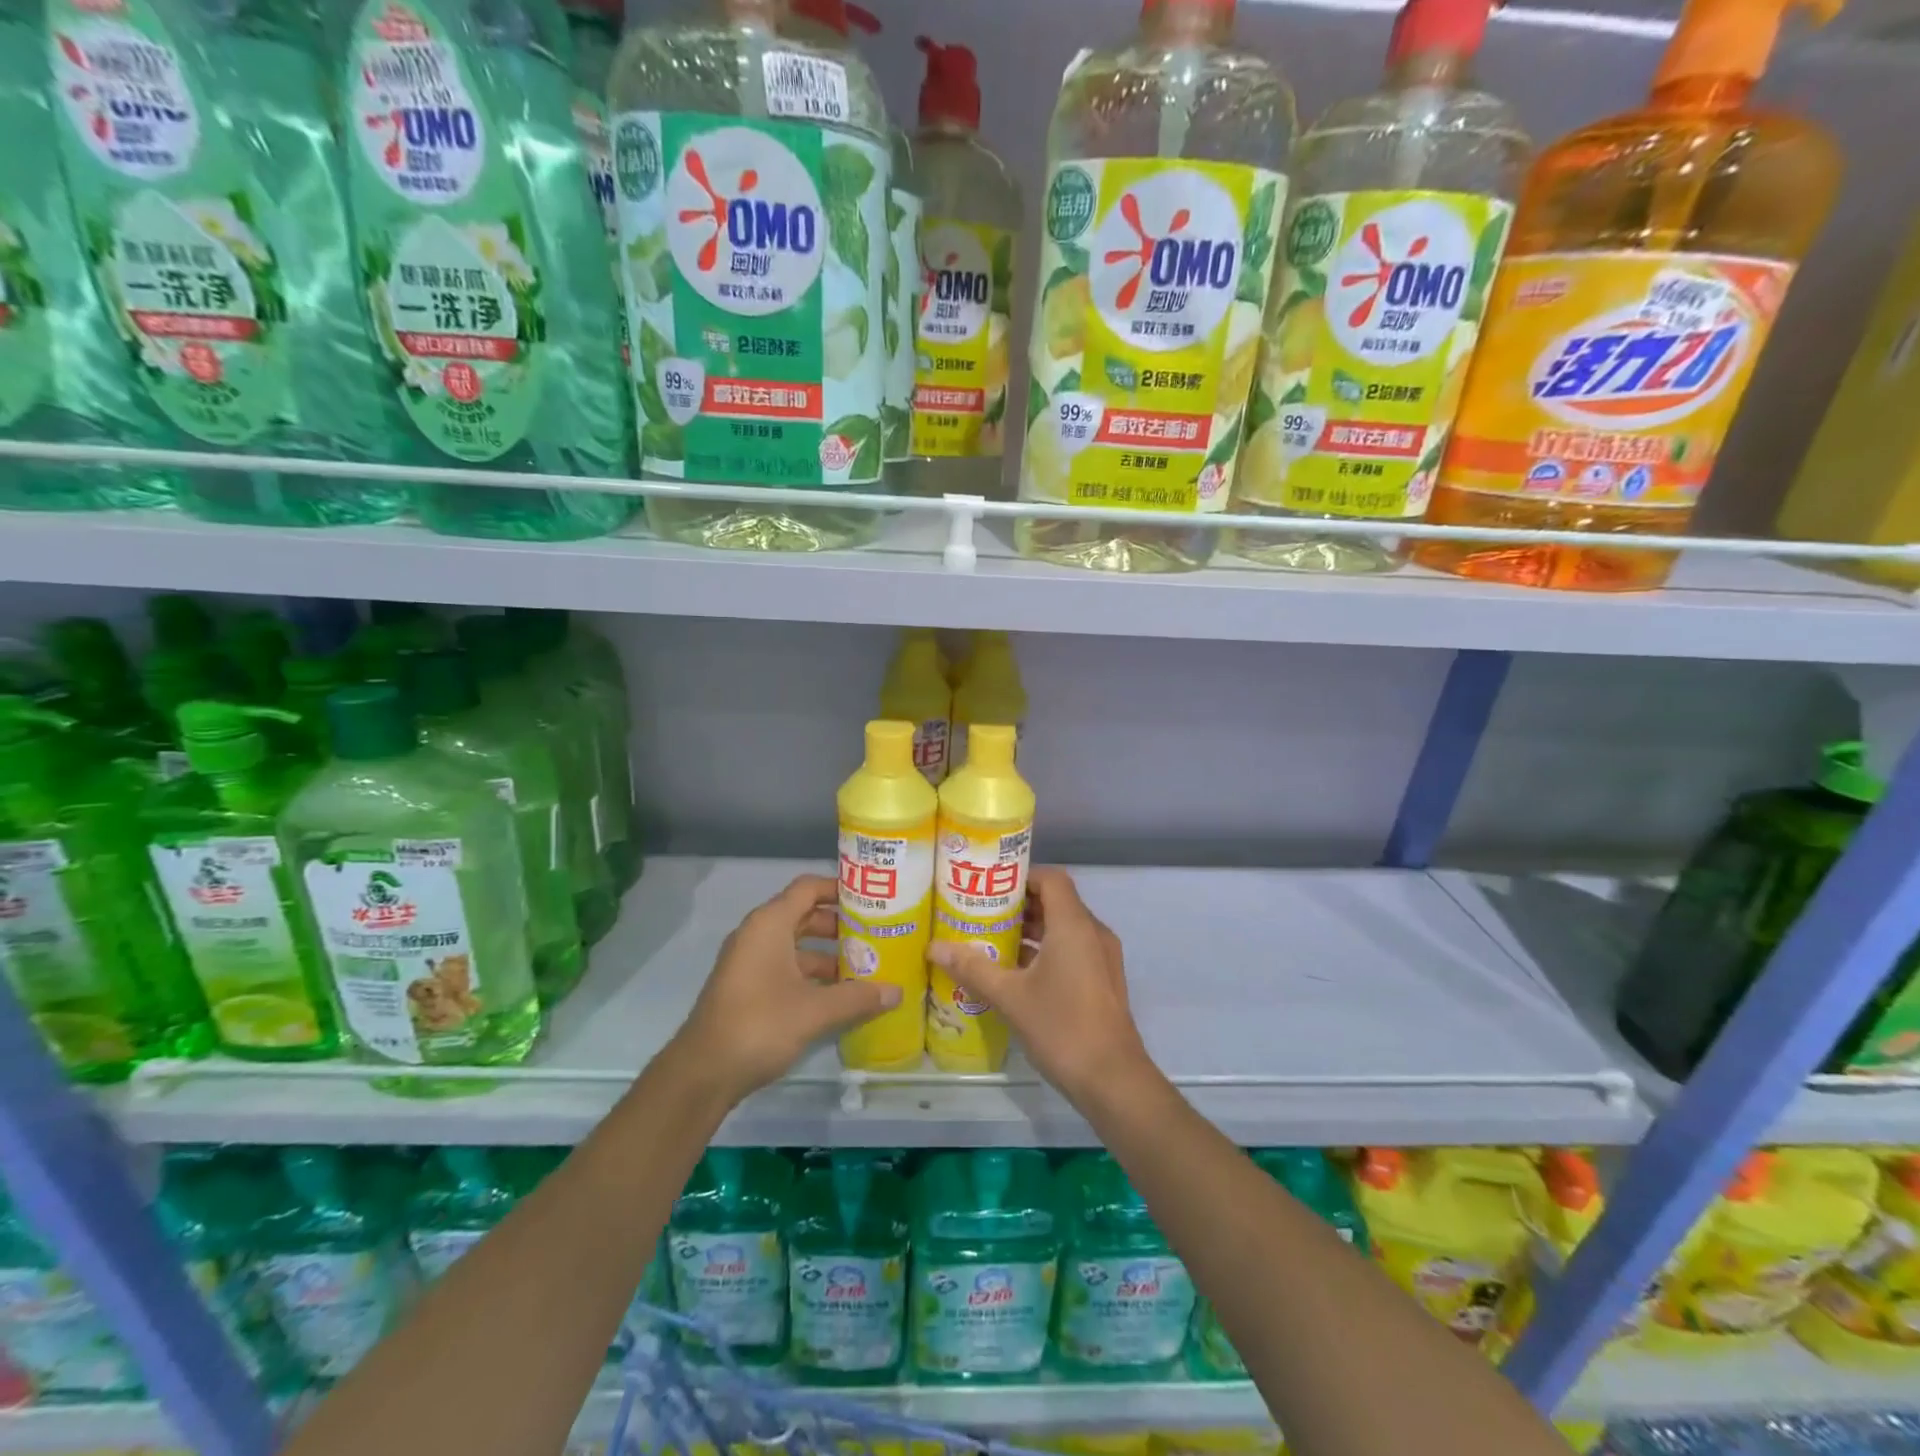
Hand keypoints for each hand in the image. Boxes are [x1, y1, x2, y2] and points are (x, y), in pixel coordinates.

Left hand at [671, 874, 900, 1101]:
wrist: (702, 1073)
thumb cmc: (760, 1025)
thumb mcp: (815, 1011)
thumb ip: (858, 997)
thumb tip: (897, 992)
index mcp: (770, 924)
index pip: (808, 888)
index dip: (840, 888)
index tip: (872, 898)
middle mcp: (757, 934)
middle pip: (804, 915)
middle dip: (840, 924)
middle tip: (876, 934)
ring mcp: (749, 962)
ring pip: (795, 944)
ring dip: (828, 953)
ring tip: (865, 967)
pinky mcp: (747, 987)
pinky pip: (785, 967)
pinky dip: (811, 974)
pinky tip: (838, 995)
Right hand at [928, 867, 1154, 1103]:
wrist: (1113, 1080)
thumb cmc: (1062, 1027)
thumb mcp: (1010, 997)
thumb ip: (973, 968)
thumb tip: (934, 947)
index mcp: (1074, 925)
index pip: (1050, 878)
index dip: (1021, 876)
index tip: (989, 886)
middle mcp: (1093, 933)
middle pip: (1056, 901)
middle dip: (1019, 904)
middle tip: (981, 912)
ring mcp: (1102, 957)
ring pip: (1064, 928)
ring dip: (1031, 930)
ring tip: (991, 940)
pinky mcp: (1103, 980)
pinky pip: (1073, 949)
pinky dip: (1046, 950)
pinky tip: (1015, 972)